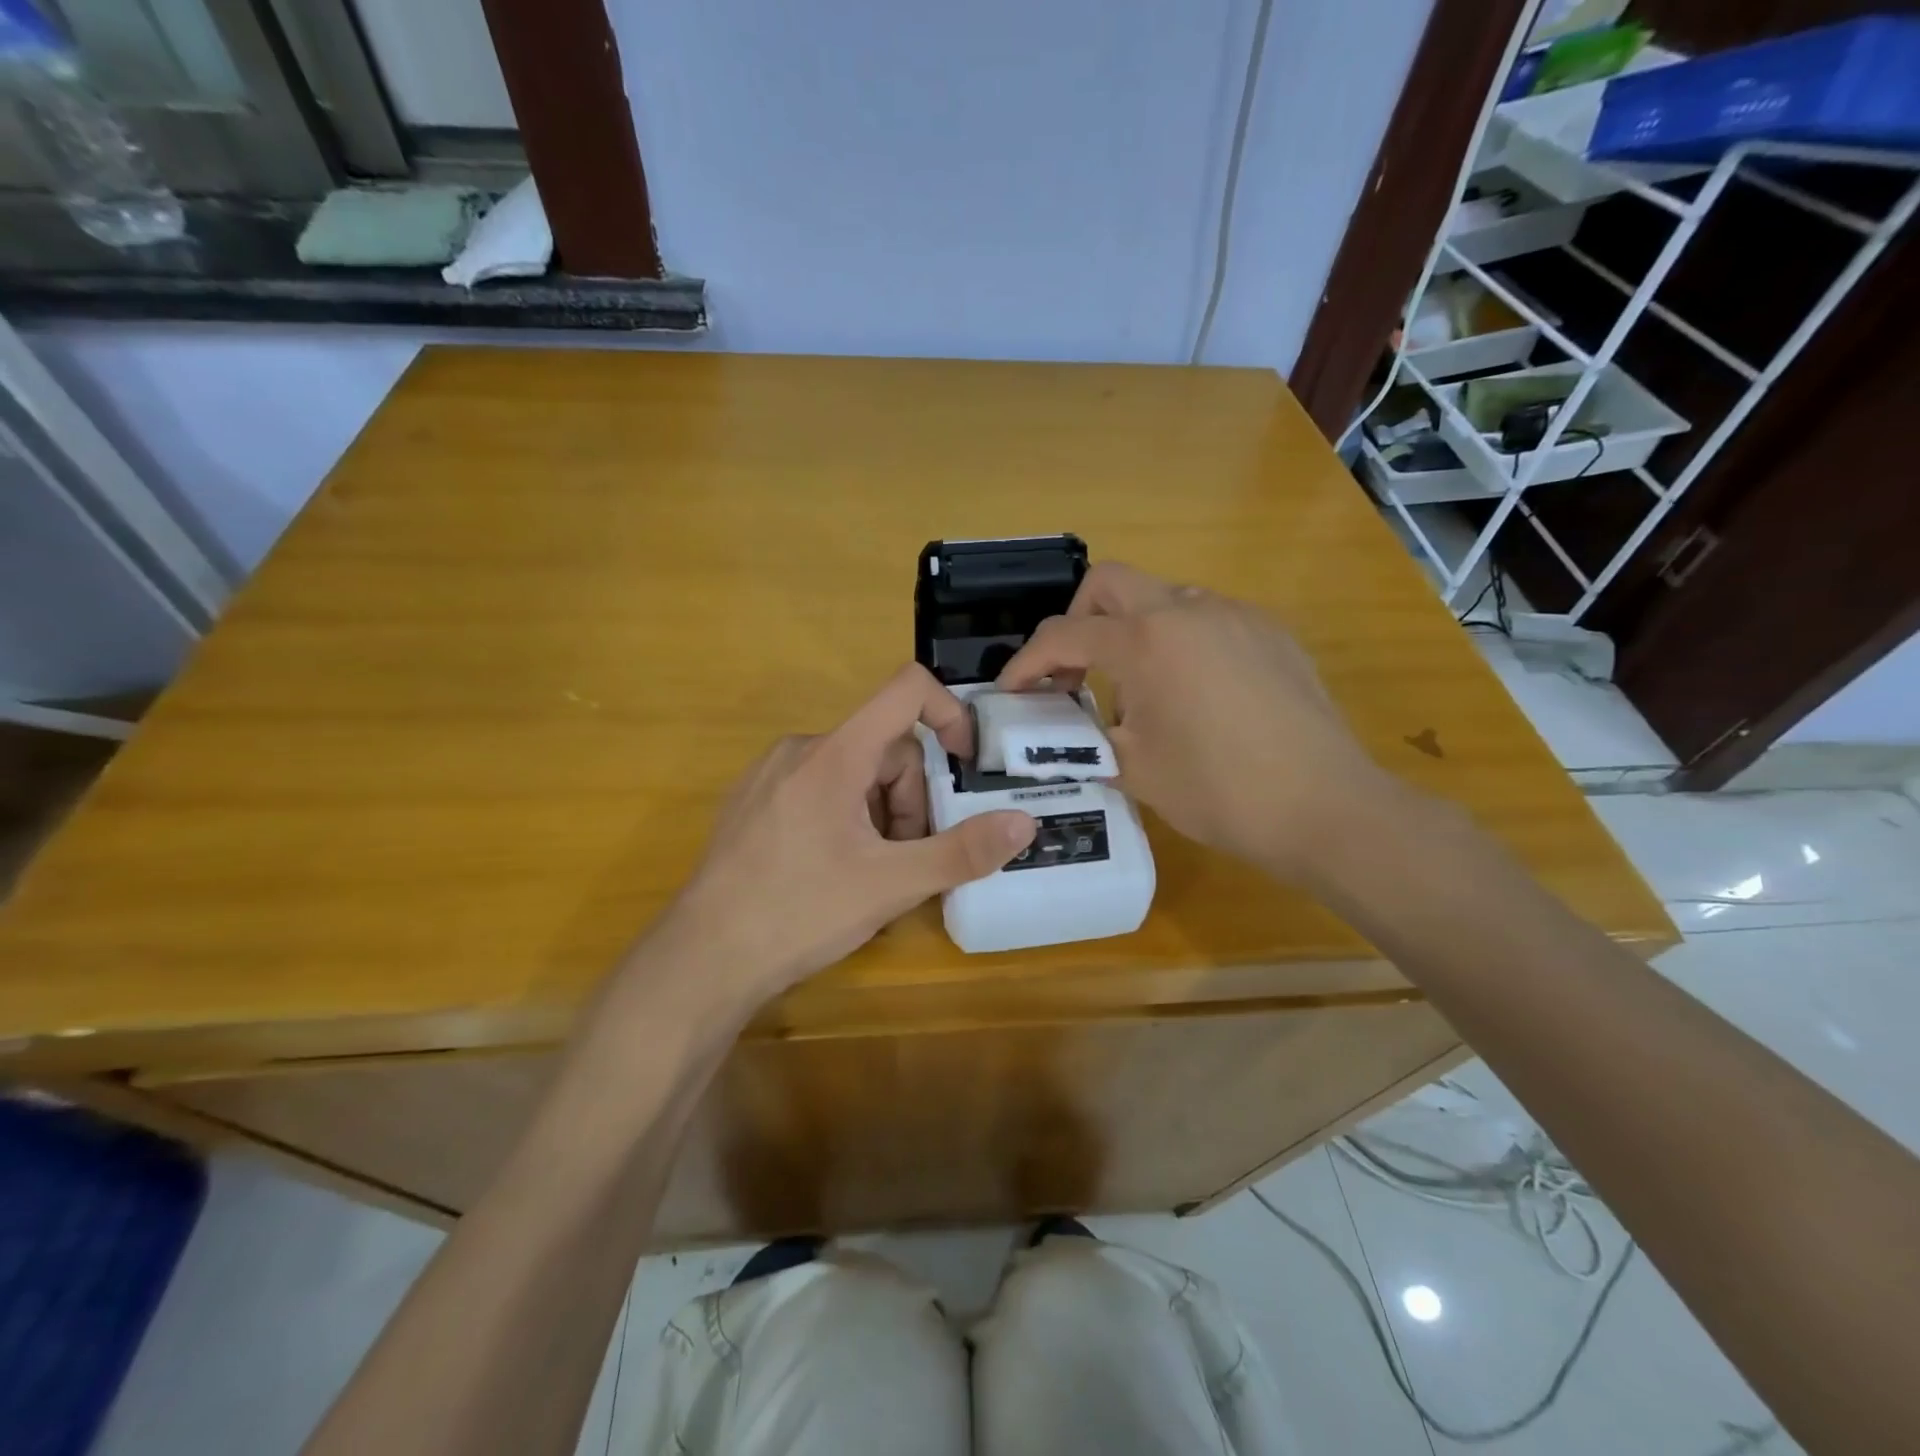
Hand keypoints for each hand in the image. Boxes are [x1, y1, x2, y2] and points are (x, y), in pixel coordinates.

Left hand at [647, 664, 1036, 1002]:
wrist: (702, 959)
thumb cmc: (800, 912)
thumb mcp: (892, 885)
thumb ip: (962, 851)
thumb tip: (1024, 823)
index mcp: (835, 753)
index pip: (906, 689)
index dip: (949, 713)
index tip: (964, 763)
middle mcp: (800, 749)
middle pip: (884, 748)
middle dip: (909, 800)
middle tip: (905, 860)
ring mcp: (769, 775)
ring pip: (852, 772)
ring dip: (879, 814)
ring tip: (869, 874)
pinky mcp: (752, 802)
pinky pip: (818, 789)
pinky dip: (845, 818)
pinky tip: (831, 872)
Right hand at [997, 562, 1396, 884]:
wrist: (1326, 807)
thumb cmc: (1219, 790)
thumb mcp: (1134, 770)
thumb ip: (1086, 739)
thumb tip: (1066, 732)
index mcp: (1146, 641)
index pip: (1064, 635)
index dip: (1026, 663)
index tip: (1010, 691)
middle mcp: (1189, 609)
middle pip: (1110, 583)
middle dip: (1077, 621)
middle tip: (1072, 674)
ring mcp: (1236, 615)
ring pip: (1162, 598)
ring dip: (1131, 631)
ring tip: (1137, 690)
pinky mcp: (1271, 633)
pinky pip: (1206, 619)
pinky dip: (1178, 642)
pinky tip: (1193, 694)